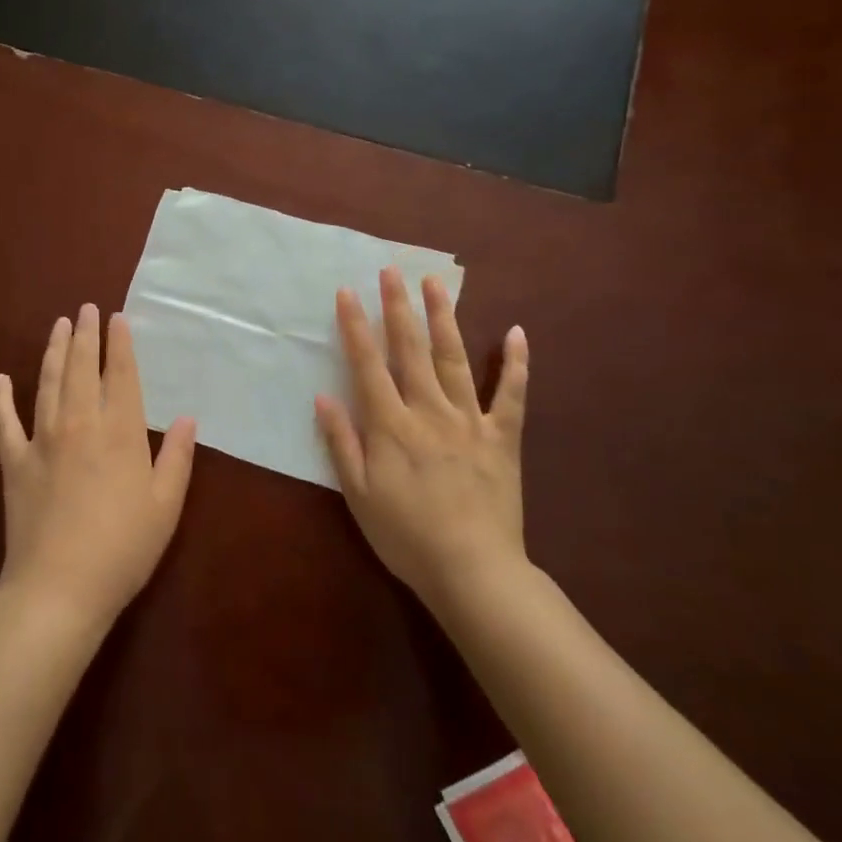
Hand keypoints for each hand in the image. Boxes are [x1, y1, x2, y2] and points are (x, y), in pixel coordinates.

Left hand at [0, 304, 196, 630]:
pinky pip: (4, 421)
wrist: (59, 587)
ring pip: (48, 382)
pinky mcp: (14, 461)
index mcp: (120, 431)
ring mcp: (42, 439)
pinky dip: (1, 398)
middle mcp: (80, 423)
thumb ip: (178, 457)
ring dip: (54, 351)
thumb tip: (187, 418)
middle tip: (86, 308)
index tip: (117, 318)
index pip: (122, 374)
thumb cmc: (122, 548)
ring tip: (59, 325)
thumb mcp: (165, 505)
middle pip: (82, 367)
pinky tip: (2, 379)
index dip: (121, 344)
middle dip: (86, 334)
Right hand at [315, 268, 532, 619]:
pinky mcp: (503, 437)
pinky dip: (516, 363)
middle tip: (392, 270)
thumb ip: (341, 442)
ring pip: (454, 359)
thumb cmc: (406, 535)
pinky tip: (516, 332)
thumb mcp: (358, 495)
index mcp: (391, 425)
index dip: (356, 326)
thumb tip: (324, 396)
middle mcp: (429, 410)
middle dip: (398, 307)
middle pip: (410, 349)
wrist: (473, 571)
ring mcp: (470, 420)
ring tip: (435, 283)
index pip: (368, 364)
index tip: (348, 291)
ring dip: (444, 318)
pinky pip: (512, 394)